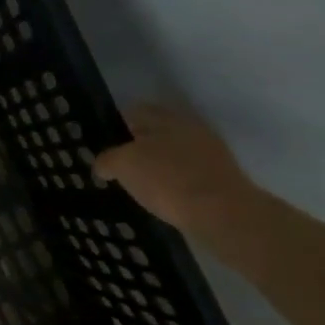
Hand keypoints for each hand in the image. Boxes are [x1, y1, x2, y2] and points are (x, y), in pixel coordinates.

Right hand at [93, 103, 257, 234]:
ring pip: (172, 154)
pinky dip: (172, 183)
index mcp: (166, 117)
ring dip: (156, 166)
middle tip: (118, 167)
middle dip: (137, 147)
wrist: (221, 213)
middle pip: (155, 133)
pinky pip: (186, 174)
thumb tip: (103, 165)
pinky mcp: (218, 178)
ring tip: (138, 185)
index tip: (103, 145)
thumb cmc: (167, 180)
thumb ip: (107, 160)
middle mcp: (189, 128)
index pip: (135, 112)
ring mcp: (208, 152)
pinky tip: (161, 198)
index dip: (116, 126)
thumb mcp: (123, 165)